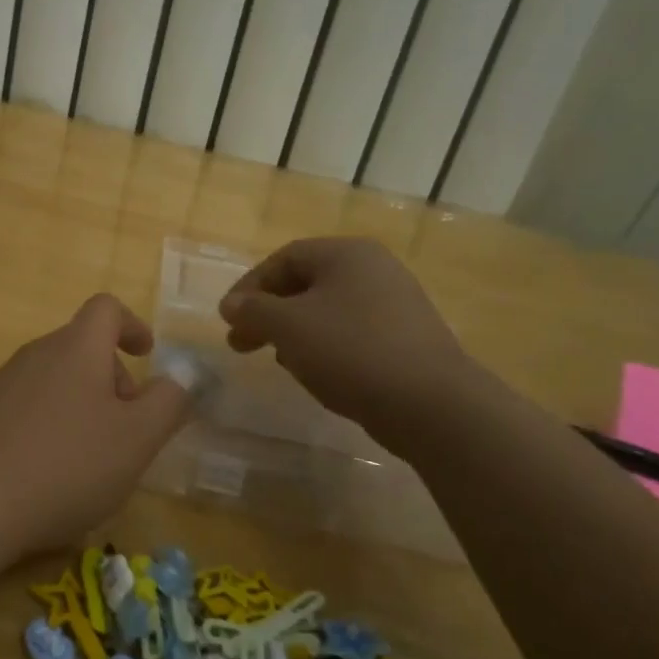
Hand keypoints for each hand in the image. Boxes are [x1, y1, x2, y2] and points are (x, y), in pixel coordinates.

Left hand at [0, 294, 192, 557]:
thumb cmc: (68, 465)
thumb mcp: (137, 439)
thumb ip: (168, 403)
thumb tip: (182, 378)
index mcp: (76, 348)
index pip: (106, 308)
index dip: (132, 325)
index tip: (146, 356)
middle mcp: (35, 353)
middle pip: (82, 346)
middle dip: (112, 377)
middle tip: (126, 428)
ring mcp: (1, 383)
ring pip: (54, 377)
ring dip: (81, 402)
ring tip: (90, 455)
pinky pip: (26, 404)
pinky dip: (49, 422)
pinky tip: (49, 469)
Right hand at [219, 237, 470, 429]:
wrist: (431, 404)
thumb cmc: (351, 350)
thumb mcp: (289, 326)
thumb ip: (253, 310)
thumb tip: (231, 304)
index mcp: (347, 254)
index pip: (284, 259)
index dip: (249, 286)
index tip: (228, 318)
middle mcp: (374, 270)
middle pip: (305, 284)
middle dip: (268, 314)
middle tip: (241, 343)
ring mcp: (395, 304)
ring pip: (327, 312)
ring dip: (294, 333)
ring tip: (278, 360)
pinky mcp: (406, 339)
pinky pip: (352, 334)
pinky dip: (325, 348)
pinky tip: (316, 373)